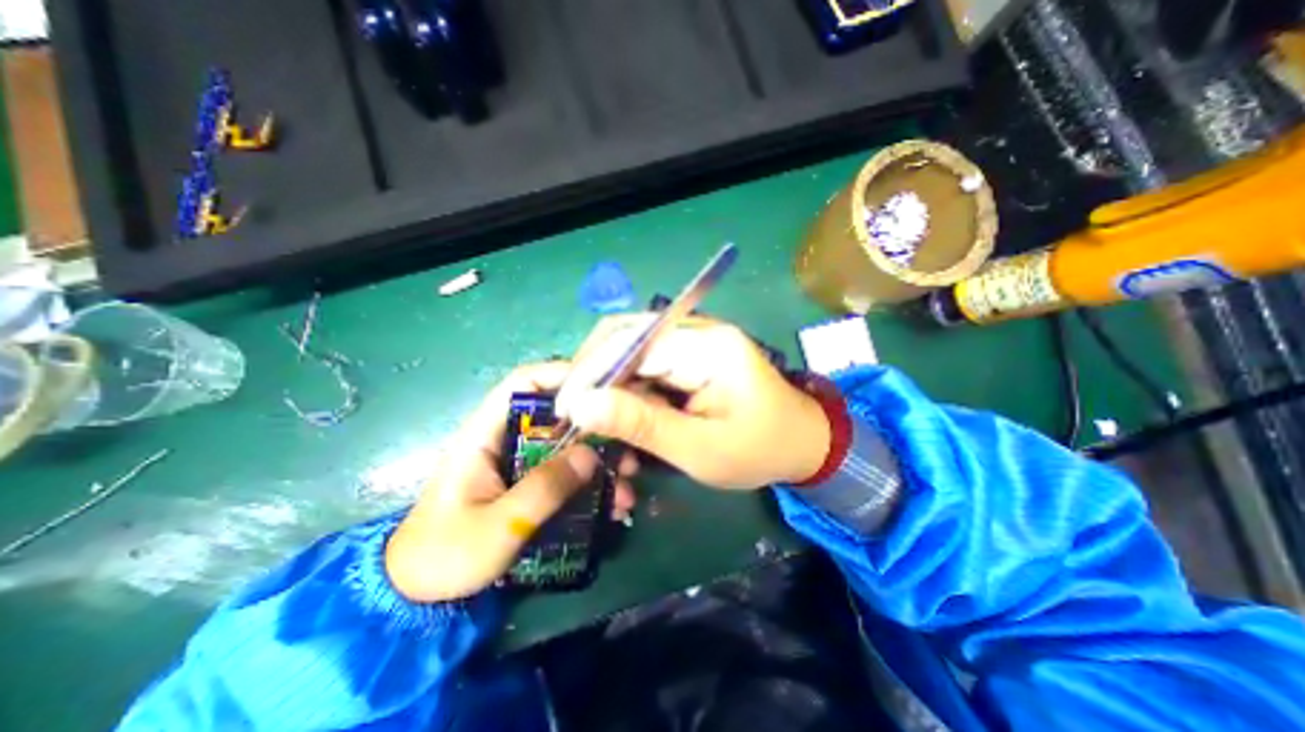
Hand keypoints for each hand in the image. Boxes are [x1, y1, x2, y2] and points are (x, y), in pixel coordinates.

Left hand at [382, 363, 638, 602]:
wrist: (419, 597)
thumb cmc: (446, 555)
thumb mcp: (497, 525)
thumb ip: (543, 488)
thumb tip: (591, 455)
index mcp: (485, 433)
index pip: (523, 383)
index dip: (561, 375)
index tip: (603, 388)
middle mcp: (507, 439)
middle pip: (558, 416)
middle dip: (596, 430)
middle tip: (627, 451)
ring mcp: (521, 462)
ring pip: (568, 446)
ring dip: (600, 463)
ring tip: (626, 489)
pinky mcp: (530, 483)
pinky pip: (567, 473)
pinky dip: (591, 485)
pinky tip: (613, 507)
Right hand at [559, 314, 822, 491]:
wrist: (802, 443)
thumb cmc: (759, 450)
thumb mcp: (699, 449)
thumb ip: (640, 424)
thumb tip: (580, 405)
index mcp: (707, 346)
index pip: (631, 343)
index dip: (590, 372)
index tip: (564, 410)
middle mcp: (696, 331)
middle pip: (625, 338)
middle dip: (593, 375)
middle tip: (575, 415)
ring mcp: (693, 340)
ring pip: (630, 352)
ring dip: (609, 385)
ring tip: (596, 421)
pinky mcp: (690, 355)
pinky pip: (646, 364)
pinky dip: (627, 391)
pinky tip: (623, 417)